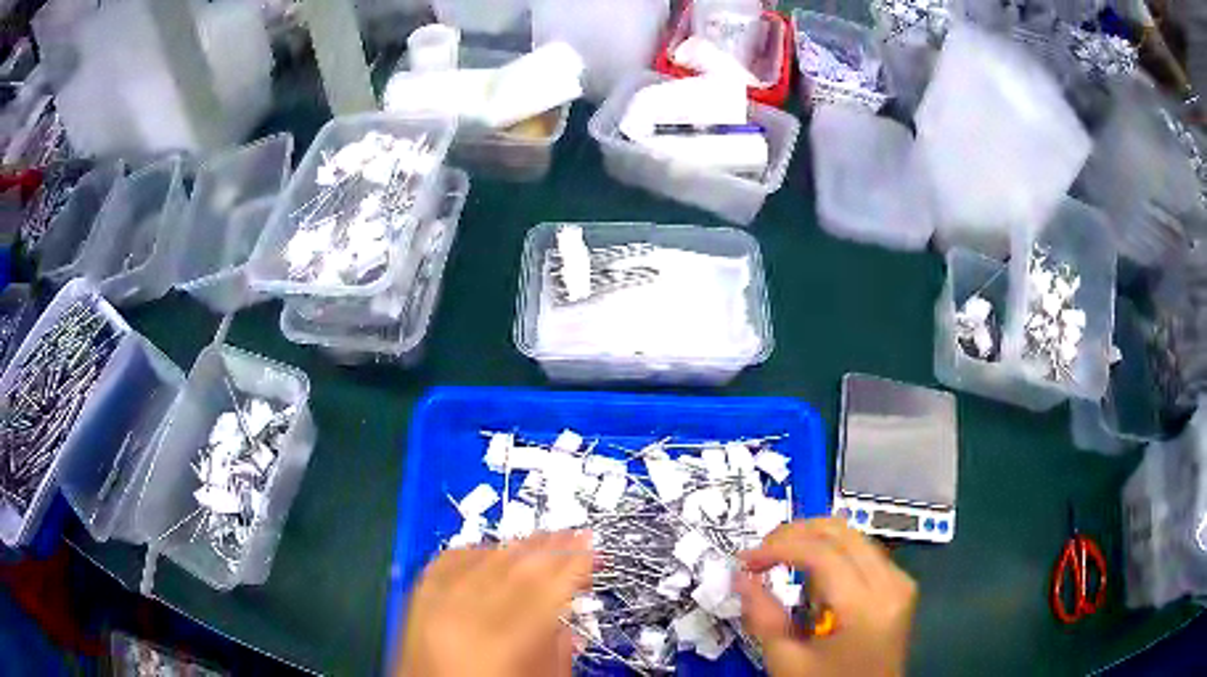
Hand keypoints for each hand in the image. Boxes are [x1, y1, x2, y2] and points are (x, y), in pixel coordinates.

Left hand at [396, 530, 593, 676]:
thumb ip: (556, 647)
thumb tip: (568, 609)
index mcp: (504, 641)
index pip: (547, 589)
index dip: (574, 563)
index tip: (591, 547)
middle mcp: (466, 615)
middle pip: (516, 568)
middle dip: (551, 547)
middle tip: (575, 534)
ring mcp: (435, 603)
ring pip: (483, 559)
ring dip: (518, 546)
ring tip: (543, 538)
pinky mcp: (416, 600)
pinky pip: (449, 561)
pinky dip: (474, 551)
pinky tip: (492, 550)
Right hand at [735, 519, 916, 676]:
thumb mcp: (788, 663)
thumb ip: (763, 617)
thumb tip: (740, 577)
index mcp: (865, 607)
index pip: (822, 553)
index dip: (779, 548)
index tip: (744, 560)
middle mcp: (891, 583)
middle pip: (842, 533)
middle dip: (796, 534)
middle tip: (761, 552)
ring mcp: (900, 582)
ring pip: (854, 536)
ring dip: (814, 540)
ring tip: (780, 561)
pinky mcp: (900, 586)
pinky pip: (864, 552)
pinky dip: (833, 553)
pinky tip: (812, 574)